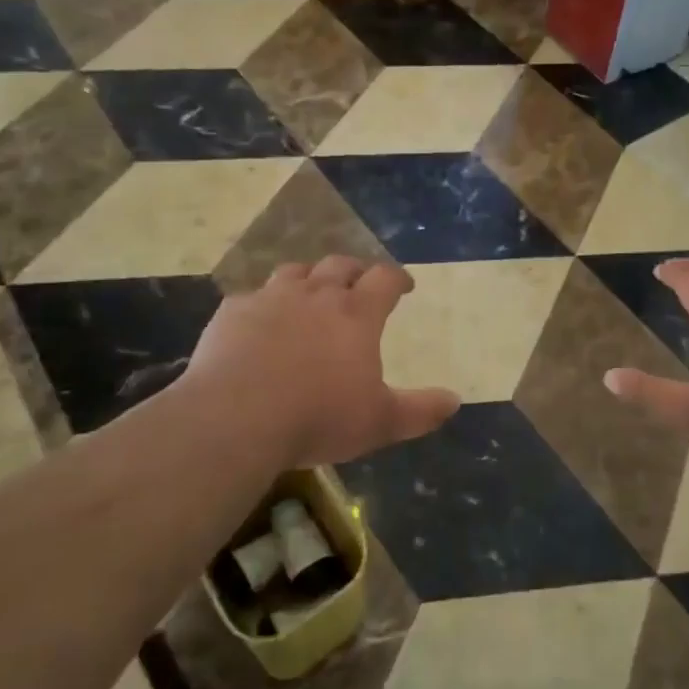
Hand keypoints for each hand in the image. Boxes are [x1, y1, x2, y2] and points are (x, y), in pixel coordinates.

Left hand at [175, 256, 459, 470]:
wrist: (236, 418)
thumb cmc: (318, 417)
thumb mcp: (380, 422)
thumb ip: (420, 410)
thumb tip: (455, 401)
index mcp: (357, 314)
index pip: (385, 279)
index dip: (397, 278)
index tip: (404, 286)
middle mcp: (316, 295)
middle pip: (340, 265)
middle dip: (354, 271)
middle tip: (359, 284)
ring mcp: (271, 298)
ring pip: (295, 272)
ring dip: (309, 278)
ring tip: (310, 293)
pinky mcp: (233, 312)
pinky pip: (252, 296)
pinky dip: (263, 304)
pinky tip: (260, 322)